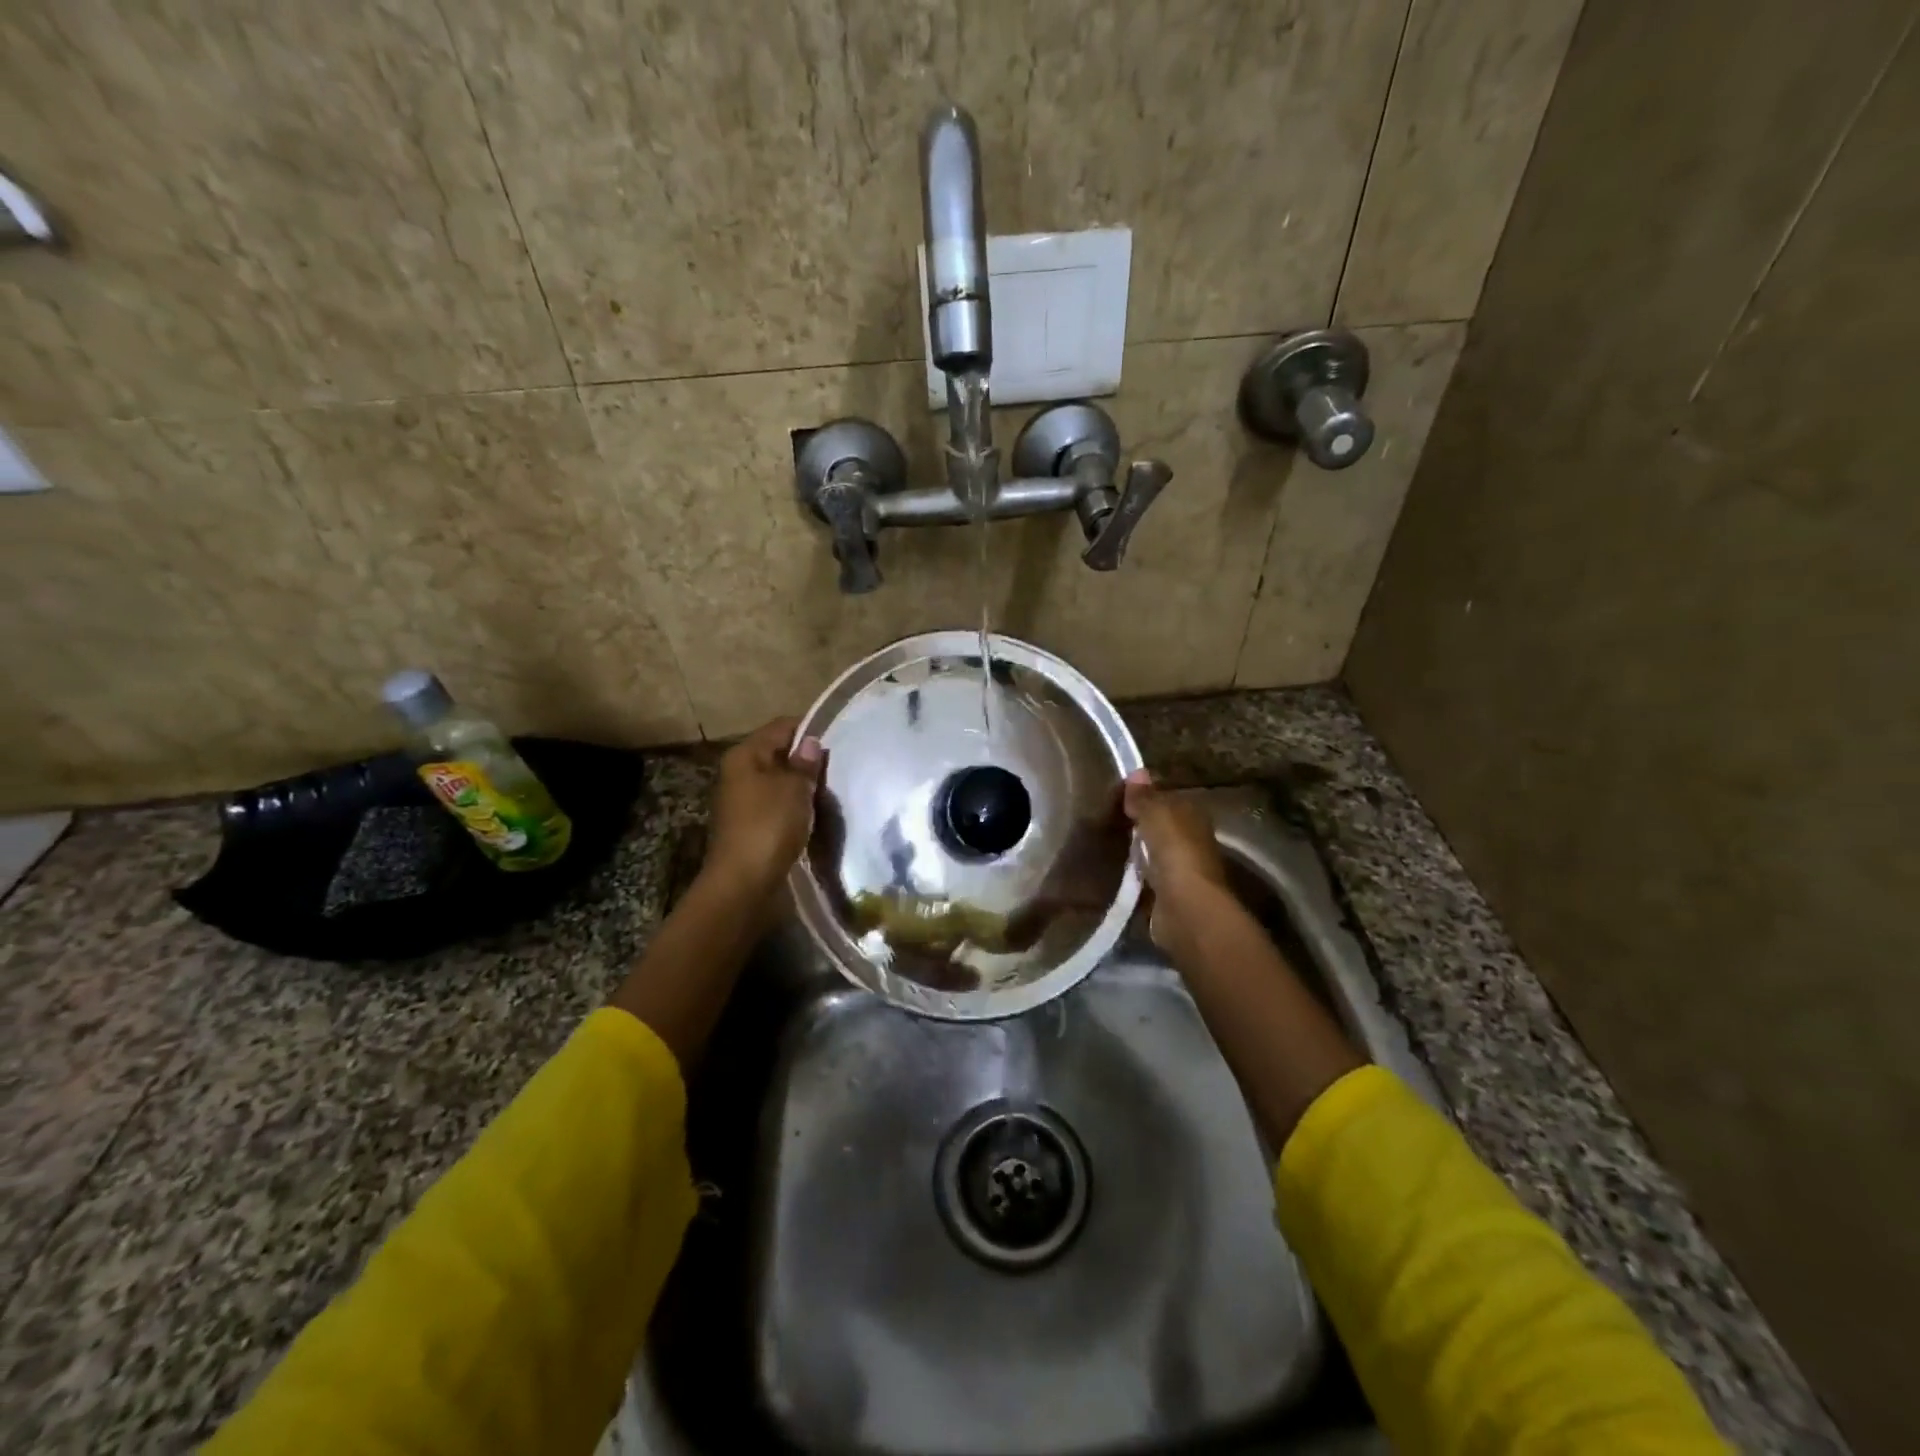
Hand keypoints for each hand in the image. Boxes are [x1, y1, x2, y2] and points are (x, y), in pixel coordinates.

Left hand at [703, 717, 825, 902]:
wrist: (744, 883)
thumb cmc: (769, 825)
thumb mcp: (794, 788)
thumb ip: (805, 763)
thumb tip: (811, 743)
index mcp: (745, 755)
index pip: (782, 727)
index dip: (810, 729)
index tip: (840, 737)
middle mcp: (740, 773)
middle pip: (780, 754)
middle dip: (809, 759)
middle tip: (841, 765)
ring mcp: (745, 801)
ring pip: (781, 782)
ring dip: (804, 786)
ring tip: (834, 789)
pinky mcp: (753, 825)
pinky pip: (780, 806)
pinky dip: (797, 807)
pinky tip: (818, 813)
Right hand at [1123, 769, 1230, 961]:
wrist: (1185, 906)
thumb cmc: (1174, 850)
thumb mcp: (1155, 813)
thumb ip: (1144, 796)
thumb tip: (1137, 772)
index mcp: (1193, 814)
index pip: (1168, 798)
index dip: (1146, 796)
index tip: (1119, 796)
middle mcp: (1192, 839)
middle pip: (1162, 826)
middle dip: (1141, 824)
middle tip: (1108, 819)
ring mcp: (1181, 869)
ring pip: (1154, 852)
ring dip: (1137, 850)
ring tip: (1106, 844)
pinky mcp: (1169, 894)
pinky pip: (1147, 877)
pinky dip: (1135, 874)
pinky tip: (1116, 871)